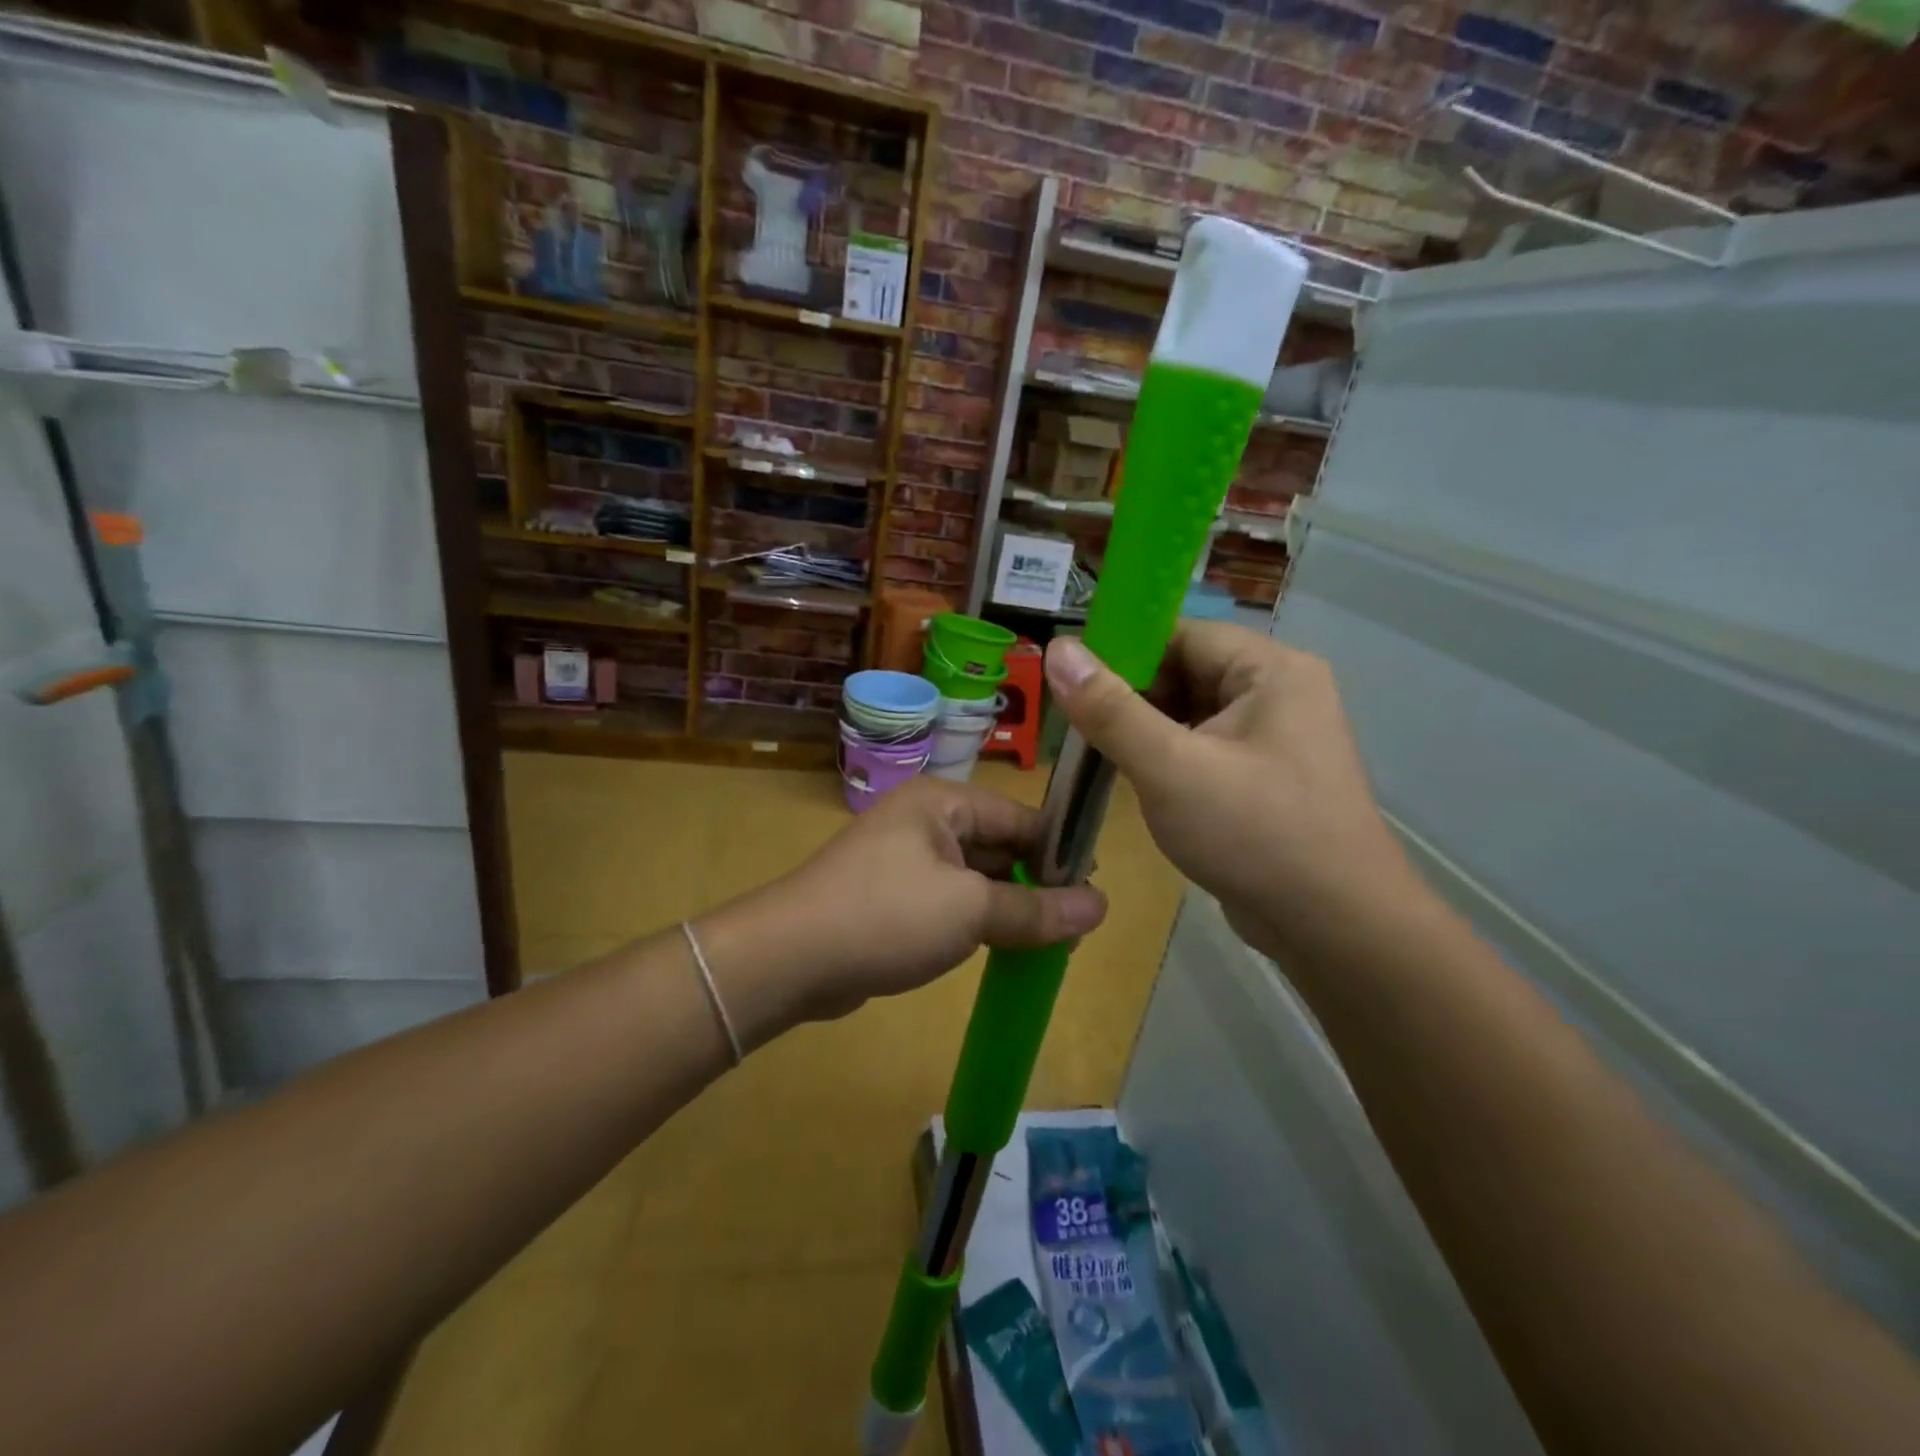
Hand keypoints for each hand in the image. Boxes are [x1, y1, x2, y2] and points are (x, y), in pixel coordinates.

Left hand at [707, 778, 1107, 1037]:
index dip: (1060, 853)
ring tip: (1048, 941)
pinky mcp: (892, 895)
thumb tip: (1101, 906)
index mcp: (943, 801)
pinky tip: (1000, 948)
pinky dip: (976, 920)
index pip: (1021, 817)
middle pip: (999, 845)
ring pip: (975, 876)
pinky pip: (949, 900)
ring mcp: (904, 858)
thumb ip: (1036, 909)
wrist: (789, 959)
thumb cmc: (886, 916)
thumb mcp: (970, 911)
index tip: (1093, 893)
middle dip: (1035, 883)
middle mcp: (925, 820)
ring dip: (1007, 905)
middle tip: (1075, 927)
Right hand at [1044, 624, 1423, 962]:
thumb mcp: (1170, 768)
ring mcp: (1276, 737)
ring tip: (1096, 755)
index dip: (1121, 653)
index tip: (1069, 683)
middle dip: (1130, 698)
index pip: (1181, 635)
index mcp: (1270, 670)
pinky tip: (1134, 780)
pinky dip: (1167, 758)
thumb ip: (1110, 709)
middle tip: (1076, 728)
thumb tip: (1058, 649)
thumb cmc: (1255, 835)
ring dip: (1144, 732)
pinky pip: (1204, 748)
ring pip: (1191, 714)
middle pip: (1185, 672)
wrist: (1336, 930)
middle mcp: (1279, 692)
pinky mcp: (1266, 776)